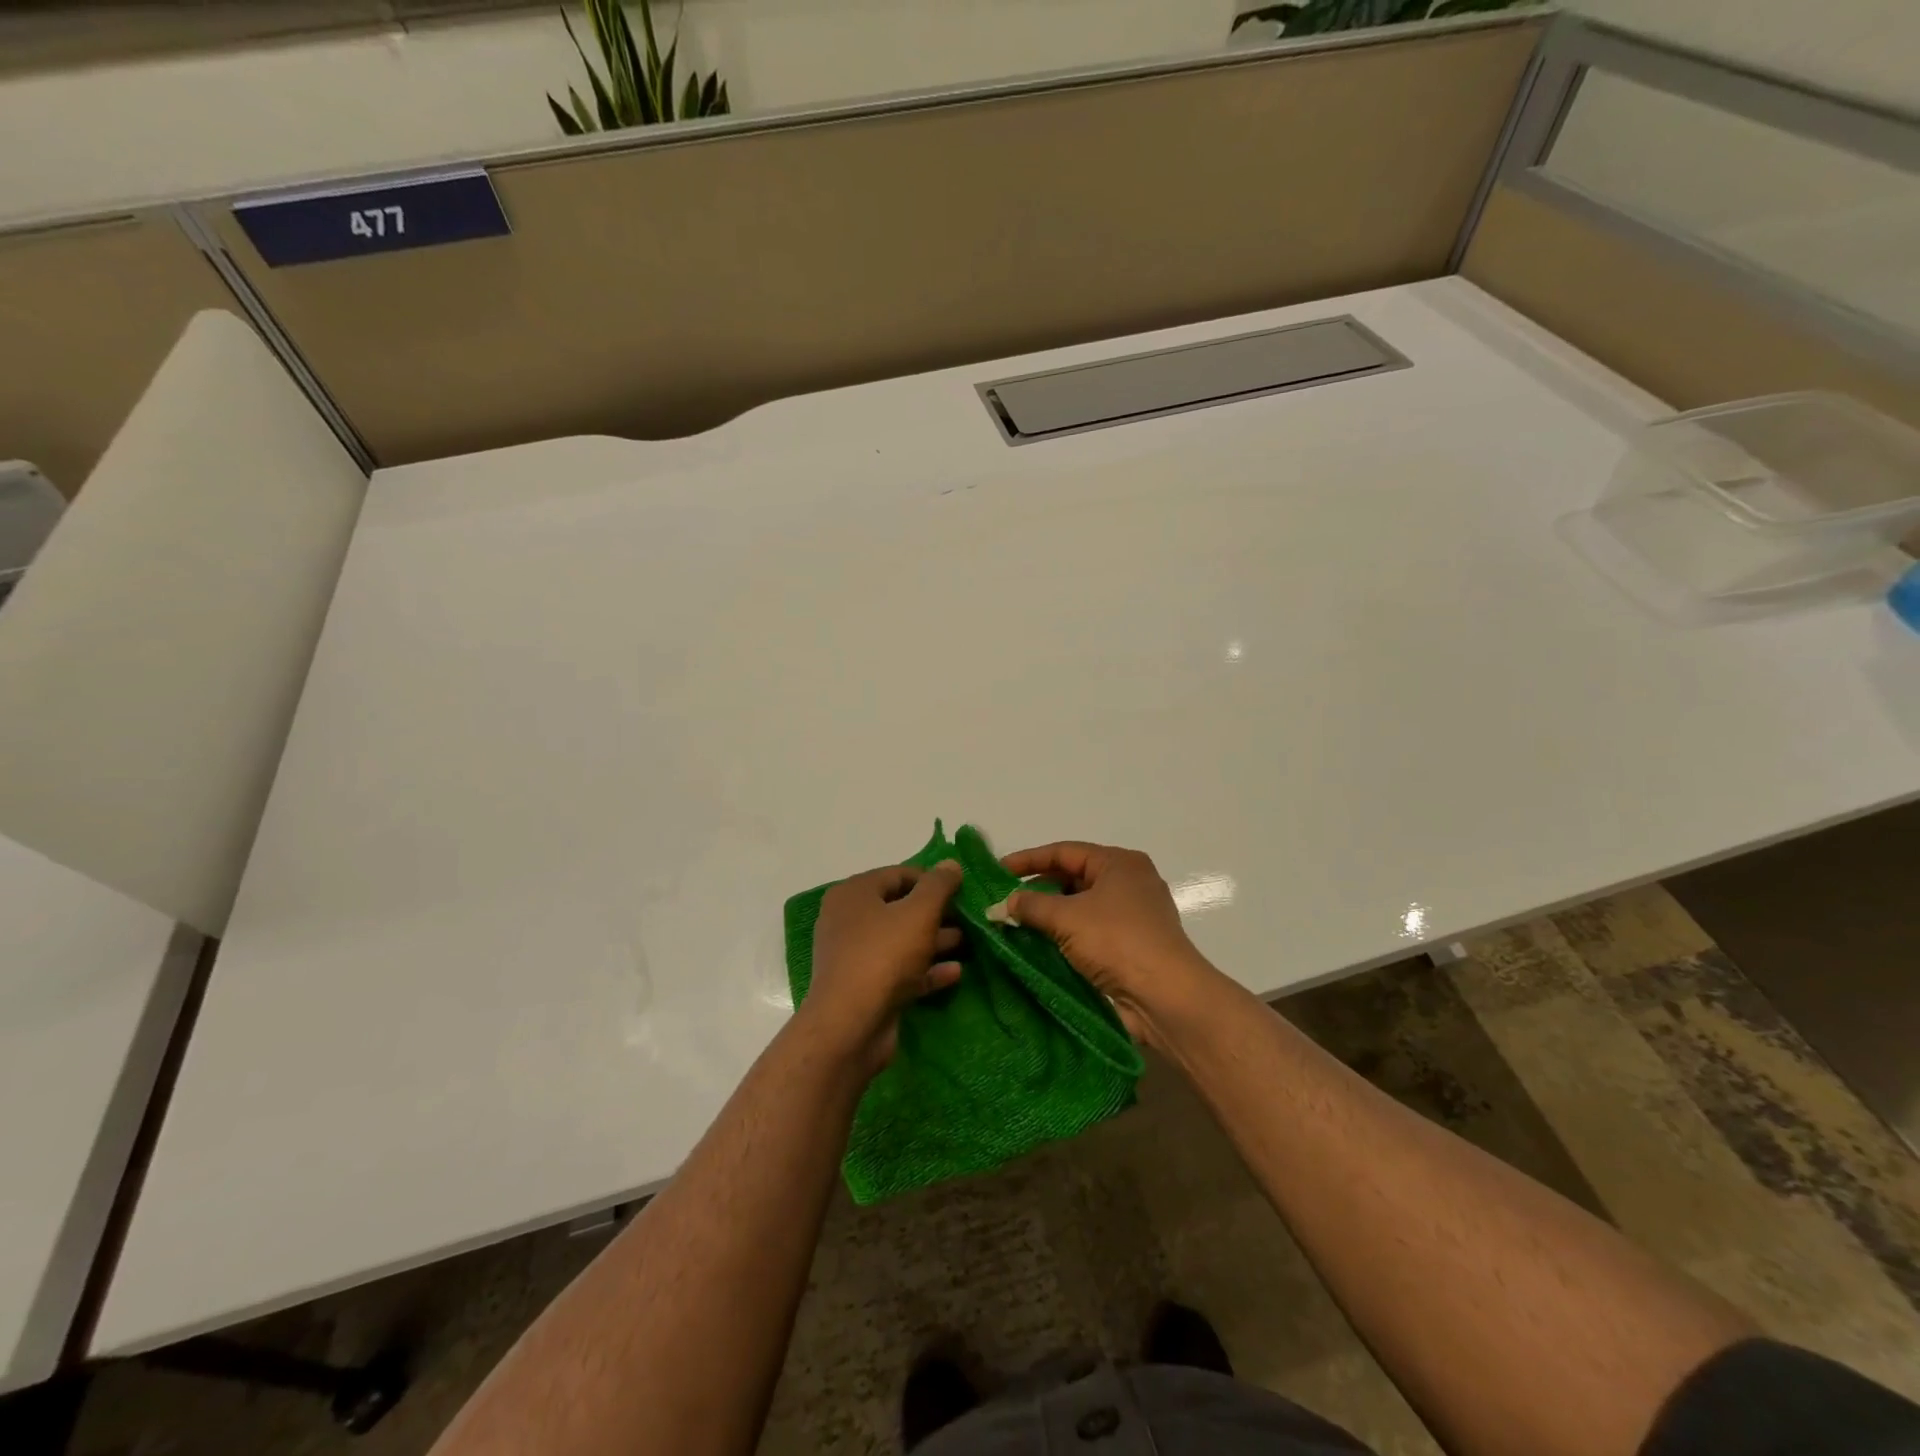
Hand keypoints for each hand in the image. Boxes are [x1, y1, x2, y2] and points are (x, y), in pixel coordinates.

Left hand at [800, 861, 964, 1073]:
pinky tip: (955, 973)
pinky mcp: (865, 988)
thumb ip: (938, 885)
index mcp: (854, 893)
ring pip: (901, 941)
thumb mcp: (919, 912)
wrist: (850, 1025)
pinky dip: (925, 970)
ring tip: (967, 943)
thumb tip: (951, 864)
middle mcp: (849, 920)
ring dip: (935, 941)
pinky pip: (900, 971)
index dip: (931, 880)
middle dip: (936, 913)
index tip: (961, 890)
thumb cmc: (884, 955)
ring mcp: (855, 956)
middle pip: (899, 908)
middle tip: (968, 918)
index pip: (898, 874)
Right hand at [998, 841, 1224, 1049]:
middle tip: (1003, 903)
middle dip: (1037, 891)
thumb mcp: (1066, 917)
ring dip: (1048, 917)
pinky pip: (1089, 933)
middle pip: (1072, 878)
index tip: (997, 871)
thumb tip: (1001, 905)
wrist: (1165, 997)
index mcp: (1119, 864)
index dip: (1028, 860)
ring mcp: (1132, 917)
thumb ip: (1030, 906)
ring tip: (1013, 926)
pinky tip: (1038, 947)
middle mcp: (1129, 883)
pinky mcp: (1130, 947)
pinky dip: (1064, 937)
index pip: (1065, 852)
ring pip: (1080, 908)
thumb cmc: (1117, 941)